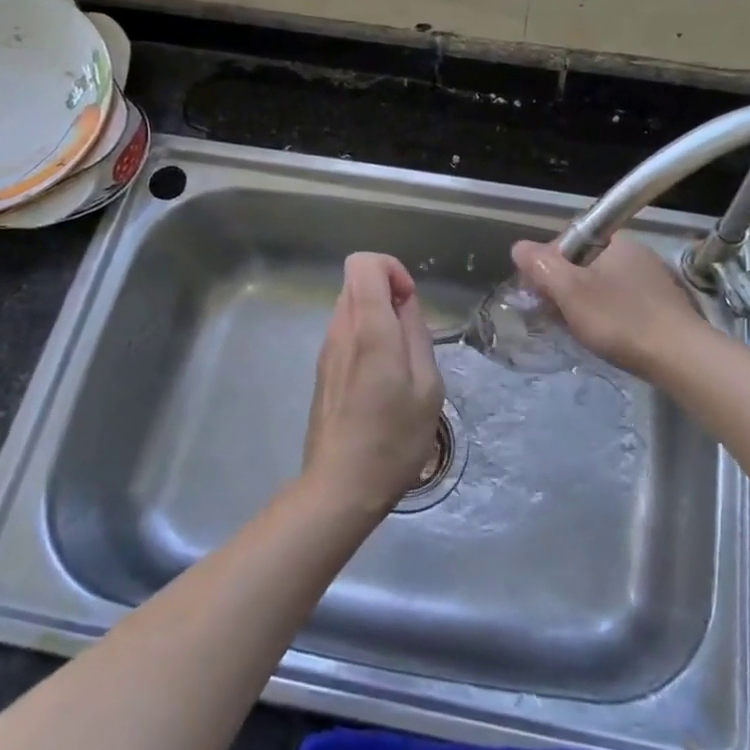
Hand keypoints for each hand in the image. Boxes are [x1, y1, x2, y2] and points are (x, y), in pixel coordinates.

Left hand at [302, 253, 444, 518]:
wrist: (341, 486)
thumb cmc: (394, 439)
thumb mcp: (427, 387)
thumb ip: (416, 334)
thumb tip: (405, 303)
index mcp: (368, 329)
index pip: (363, 263)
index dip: (391, 269)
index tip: (409, 302)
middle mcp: (340, 331)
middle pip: (356, 281)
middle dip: (387, 293)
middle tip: (410, 335)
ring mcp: (326, 350)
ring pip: (349, 306)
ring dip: (377, 317)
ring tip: (399, 362)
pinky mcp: (322, 369)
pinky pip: (344, 332)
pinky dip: (365, 337)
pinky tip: (381, 380)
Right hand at [511, 236, 703, 379]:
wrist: (680, 357)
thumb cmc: (619, 320)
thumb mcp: (570, 292)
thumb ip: (542, 266)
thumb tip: (519, 247)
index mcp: (614, 241)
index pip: (567, 240)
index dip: (546, 263)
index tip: (538, 292)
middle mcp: (635, 252)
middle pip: (584, 263)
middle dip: (563, 286)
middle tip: (553, 315)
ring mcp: (652, 278)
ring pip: (603, 284)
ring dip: (584, 302)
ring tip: (576, 329)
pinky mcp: (663, 304)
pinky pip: (622, 301)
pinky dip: (607, 314)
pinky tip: (605, 336)